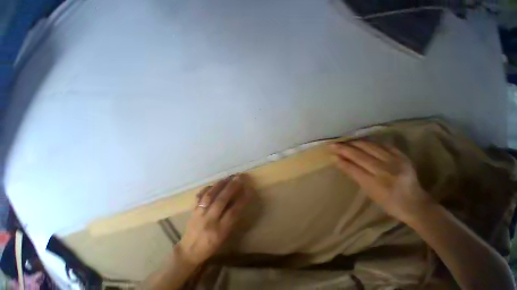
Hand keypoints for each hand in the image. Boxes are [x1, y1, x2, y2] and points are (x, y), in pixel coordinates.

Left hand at [178, 174, 251, 265]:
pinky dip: (207, 188)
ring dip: (221, 184)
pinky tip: (214, 184)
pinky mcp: (192, 210)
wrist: (188, 252)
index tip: (248, 189)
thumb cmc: (210, 246)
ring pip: (210, 195)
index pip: (233, 212)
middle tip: (239, 177)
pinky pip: (199, 196)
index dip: (242, 200)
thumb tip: (239, 202)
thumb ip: (232, 219)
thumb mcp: (224, 236)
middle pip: (221, 200)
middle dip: (232, 187)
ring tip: (229, 177)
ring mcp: (199, 214)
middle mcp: (209, 220)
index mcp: (219, 231)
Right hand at [330, 140, 432, 221]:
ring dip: (355, 143)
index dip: (341, 160)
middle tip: (333, 145)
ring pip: (371, 147)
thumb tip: (339, 161)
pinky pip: (383, 145)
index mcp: (377, 184)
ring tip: (345, 141)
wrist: (416, 204)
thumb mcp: (369, 192)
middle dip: (344, 149)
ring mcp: (396, 162)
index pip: (353, 168)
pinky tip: (362, 142)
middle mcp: (386, 171)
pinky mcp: (402, 156)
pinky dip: (370, 143)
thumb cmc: (388, 203)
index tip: (331, 154)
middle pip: (360, 156)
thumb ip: (354, 174)